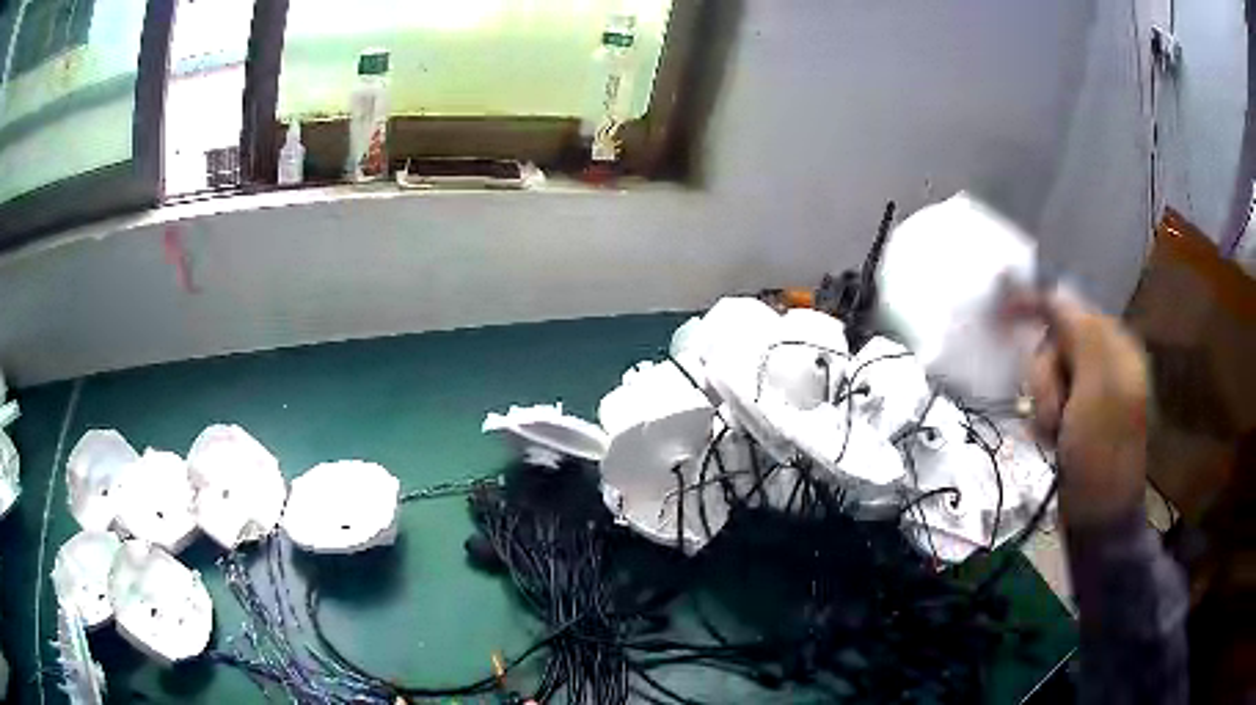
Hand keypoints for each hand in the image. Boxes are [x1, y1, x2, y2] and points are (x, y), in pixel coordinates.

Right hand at [1009, 291, 1149, 526]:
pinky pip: (1048, 399)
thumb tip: (1054, 289)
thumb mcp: (1098, 385)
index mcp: (1115, 346)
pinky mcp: (1076, 417)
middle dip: (1046, 377)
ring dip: (1043, 402)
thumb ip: (1080, 331)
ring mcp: (1089, 392)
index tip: (1000, 310)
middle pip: (1053, 344)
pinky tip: (1052, 438)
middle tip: (1055, 412)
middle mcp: (1103, 362)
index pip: (1069, 308)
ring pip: (1047, 374)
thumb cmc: (1101, 450)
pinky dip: (1043, 416)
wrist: (1099, 515)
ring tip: (1054, 433)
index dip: (1036, 306)